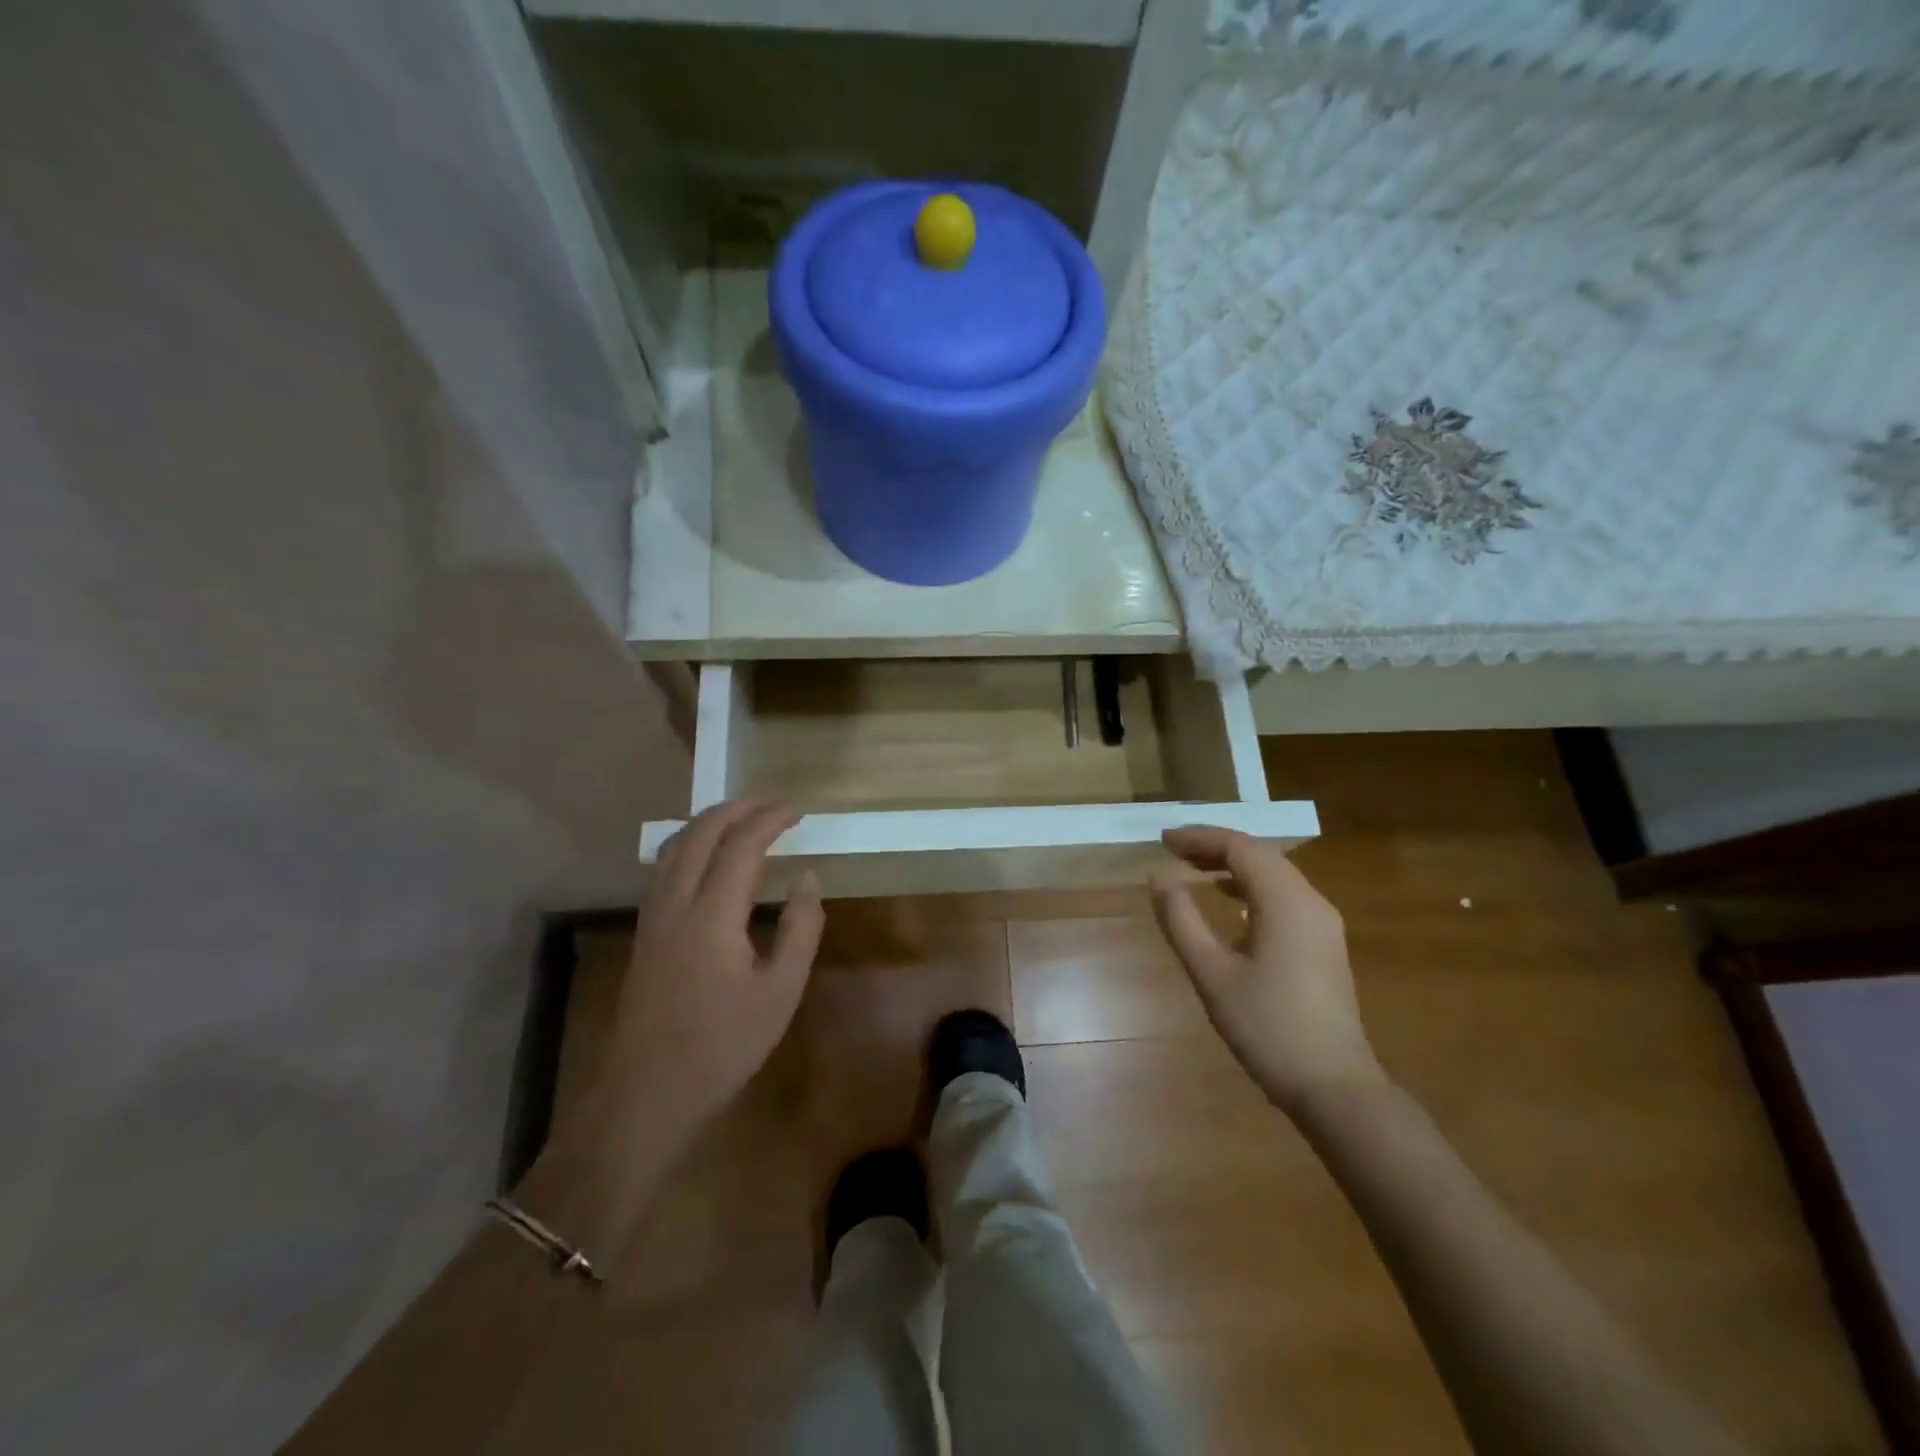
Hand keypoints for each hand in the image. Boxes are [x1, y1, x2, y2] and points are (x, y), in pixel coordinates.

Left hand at [608, 800, 824, 1135]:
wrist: (647, 1093)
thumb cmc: (723, 1045)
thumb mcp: (780, 992)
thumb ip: (800, 929)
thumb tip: (807, 878)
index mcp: (712, 915)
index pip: (741, 846)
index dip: (770, 820)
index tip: (798, 811)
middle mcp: (676, 903)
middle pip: (700, 833)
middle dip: (737, 809)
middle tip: (773, 803)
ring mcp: (652, 917)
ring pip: (674, 846)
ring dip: (709, 822)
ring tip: (741, 816)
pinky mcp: (644, 932)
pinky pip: (664, 867)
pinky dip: (689, 843)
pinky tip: (704, 856)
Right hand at [1151, 827, 1382, 1115]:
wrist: (1334, 1086)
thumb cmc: (1267, 1027)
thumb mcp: (1211, 973)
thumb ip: (1181, 920)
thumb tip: (1160, 878)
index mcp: (1285, 901)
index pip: (1240, 847)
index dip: (1199, 837)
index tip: (1163, 839)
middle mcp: (1310, 901)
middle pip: (1260, 855)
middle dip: (1215, 846)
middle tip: (1173, 850)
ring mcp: (1322, 923)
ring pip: (1274, 874)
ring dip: (1233, 865)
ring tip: (1194, 869)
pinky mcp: (1324, 943)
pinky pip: (1284, 896)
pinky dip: (1251, 887)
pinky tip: (1228, 902)